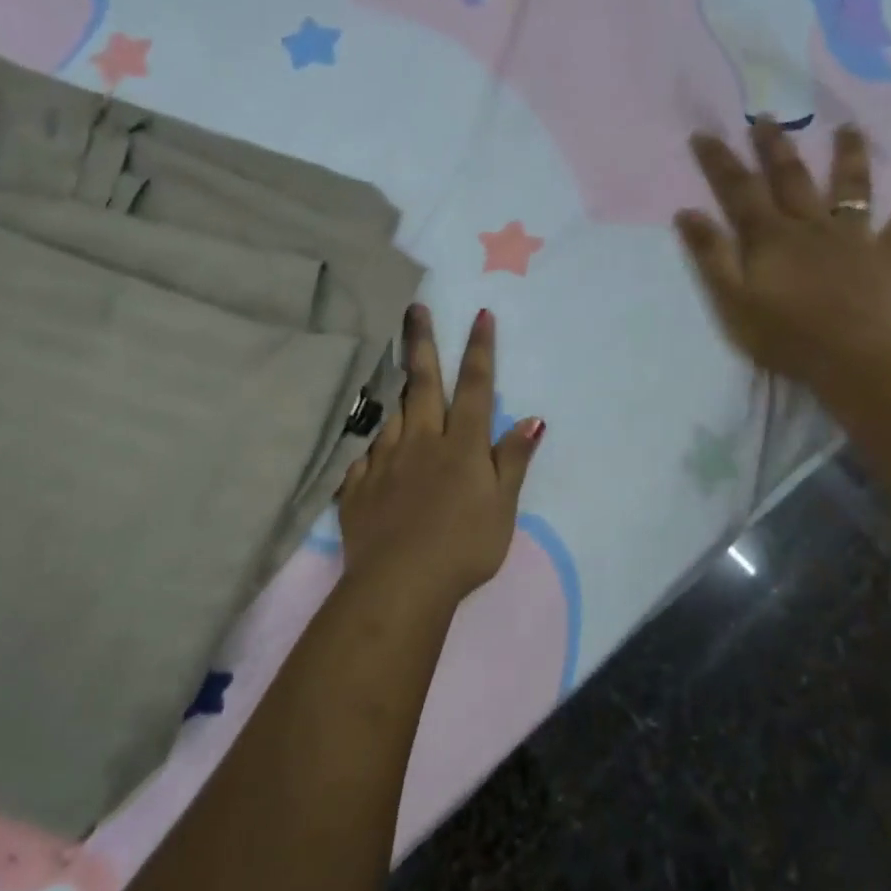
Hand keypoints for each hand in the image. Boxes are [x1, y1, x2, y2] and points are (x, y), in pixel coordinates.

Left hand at [338, 305, 543, 604]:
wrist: (401, 582)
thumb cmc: (464, 547)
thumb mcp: (502, 507)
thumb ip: (513, 460)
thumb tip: (533, 419)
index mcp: (461, 445)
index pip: (476, 387)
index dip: (480, 349)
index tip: (481, 314)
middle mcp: (421, 440)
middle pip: (423, 382)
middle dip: (421, 342)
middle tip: (413, 308)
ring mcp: (385, 459)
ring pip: (389, 410)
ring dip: (391, 382)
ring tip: (383, 358)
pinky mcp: (358, 482)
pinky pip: (362, 451)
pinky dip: (366, 439)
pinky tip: (364, 435)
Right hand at [674, 118, 890, 385]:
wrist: (849, 359)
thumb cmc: (782, 334)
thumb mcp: (731, 300)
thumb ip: (710, 255)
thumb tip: (686, 213)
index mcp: (770, 237)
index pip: (739, 190)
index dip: (720, 161)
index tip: (705, 133)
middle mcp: (811, 226)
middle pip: (791, 178)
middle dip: (776, 146)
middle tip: (767, 117)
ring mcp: (853, 238)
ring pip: (852, 189)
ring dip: (849, 157)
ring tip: (848, 128)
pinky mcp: (886, 258)